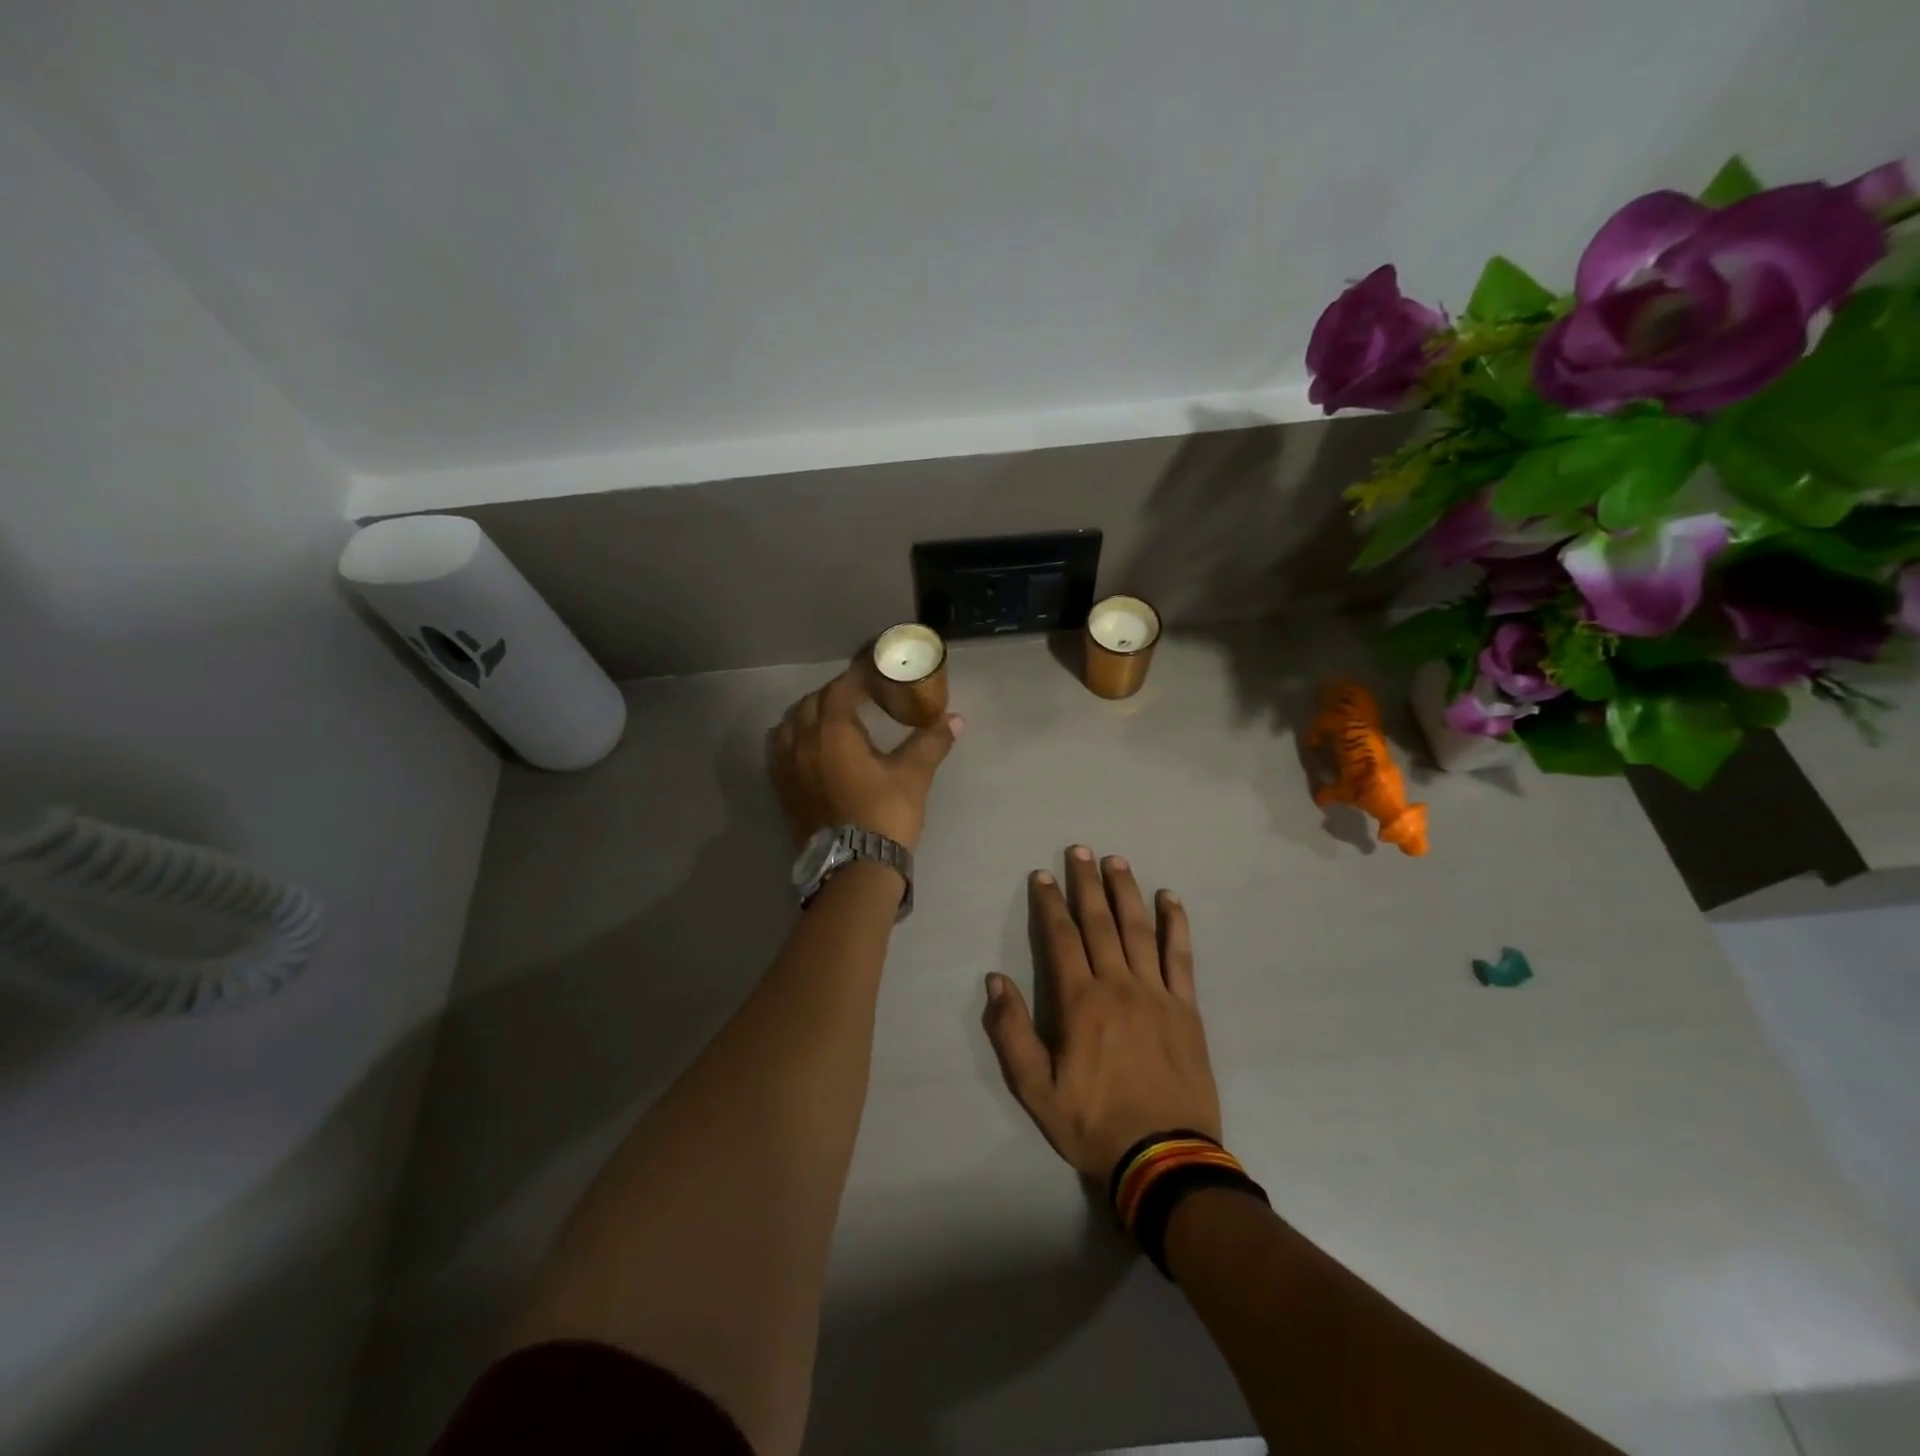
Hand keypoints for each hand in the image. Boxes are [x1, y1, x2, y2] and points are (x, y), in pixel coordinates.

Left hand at [768, 667, 961, 850]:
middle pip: (812, 702)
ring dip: (809, 713)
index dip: (858, 674)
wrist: (854, 868)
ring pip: (788, 723)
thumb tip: (956, 719)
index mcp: (833, 731)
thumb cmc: (885, 814)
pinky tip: (808, 747)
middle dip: (835, 693)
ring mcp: (786, 766)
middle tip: (860, 697)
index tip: (875, 669)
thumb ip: (931, 742)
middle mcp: (802, 742)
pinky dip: (792, 738)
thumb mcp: (913, 775)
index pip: (842, 687)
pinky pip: (777, 749)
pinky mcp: (781, 789)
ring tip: (831, 719)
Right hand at [983, 846, 1221, 1179]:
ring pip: (1139, 929)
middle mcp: (1118, 985)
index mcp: (1080, 1002)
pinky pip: (1180, 956)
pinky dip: (1175, 924)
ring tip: (1117, 861)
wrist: (1164, 1158)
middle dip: (1087, 883)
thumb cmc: (1094, 1123)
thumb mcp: (1036, 1090)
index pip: (1061, 938)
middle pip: (1100, 922)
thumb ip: (1012, 1033)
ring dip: (1126, 892)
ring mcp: (1157, 993)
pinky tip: (1170, 899)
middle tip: (1080, 850)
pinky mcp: (1186, 1008)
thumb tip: (995, 981)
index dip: (1050, 904)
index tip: (1042, 875)